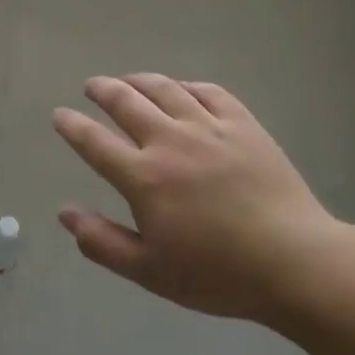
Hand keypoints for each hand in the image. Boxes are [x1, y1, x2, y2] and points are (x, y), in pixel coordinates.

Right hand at [53, 74, 342, 323]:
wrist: (294, 262)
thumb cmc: (218, 274)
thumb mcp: (150, 271)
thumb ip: (102, 242)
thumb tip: (64, 213)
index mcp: (143, 177)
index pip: (94, 142)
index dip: (72, 126)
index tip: (60, 115)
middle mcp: (170, 141)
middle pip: (126, 102)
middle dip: (103, 90)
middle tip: (92, 86)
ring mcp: (209, 128)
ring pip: (165, 89)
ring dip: (140, 80)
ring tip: (129, 80)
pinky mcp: (243, 124)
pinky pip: (209, 92)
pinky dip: (187, 85)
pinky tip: (182, 89)